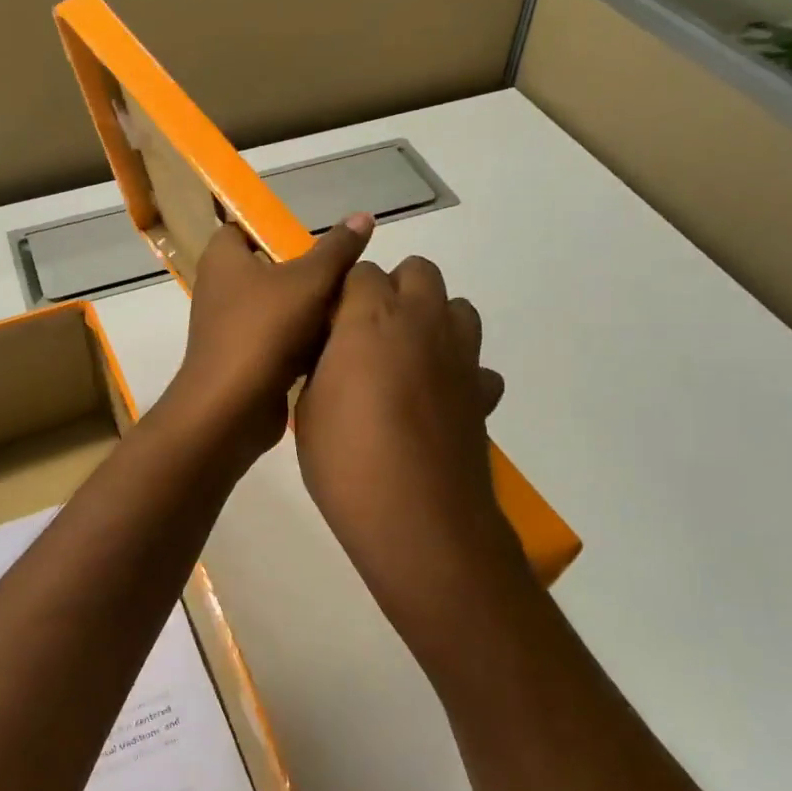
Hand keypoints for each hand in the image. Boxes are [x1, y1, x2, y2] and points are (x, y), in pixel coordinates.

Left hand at [158, 215, 374, 468]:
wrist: (233, 407)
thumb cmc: (265, 331)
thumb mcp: (310, 281)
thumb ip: (336, 249)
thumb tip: (362, 216)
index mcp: (223, 259)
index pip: (241, 228)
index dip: (273, 229)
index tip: (311, 238)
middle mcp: (219, 288)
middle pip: (267, 268)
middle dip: (304, 272)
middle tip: (343, 274)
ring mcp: (228, 327)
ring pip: (275, 307)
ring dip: (307, 309)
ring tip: (349, 306)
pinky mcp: (241, 359)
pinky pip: (275, 339)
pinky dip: (300, 341)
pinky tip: (335, 343)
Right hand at [295, 255, 530, 666]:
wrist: (417, 519)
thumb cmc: (346, 461)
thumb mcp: (308, 408)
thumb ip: (323, 365)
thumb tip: (335, 353)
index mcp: (371, 317)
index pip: (361, 271)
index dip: (344, 294)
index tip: (330, 325)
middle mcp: (423, 321)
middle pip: (419, 271)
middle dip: (393, 290)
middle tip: (367, 334)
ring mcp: (461, 355)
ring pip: (457, 307)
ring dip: (432, 319)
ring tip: (405, 360)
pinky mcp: (484, 392)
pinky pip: (476, 364)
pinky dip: (459, 372)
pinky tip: (437, 402)